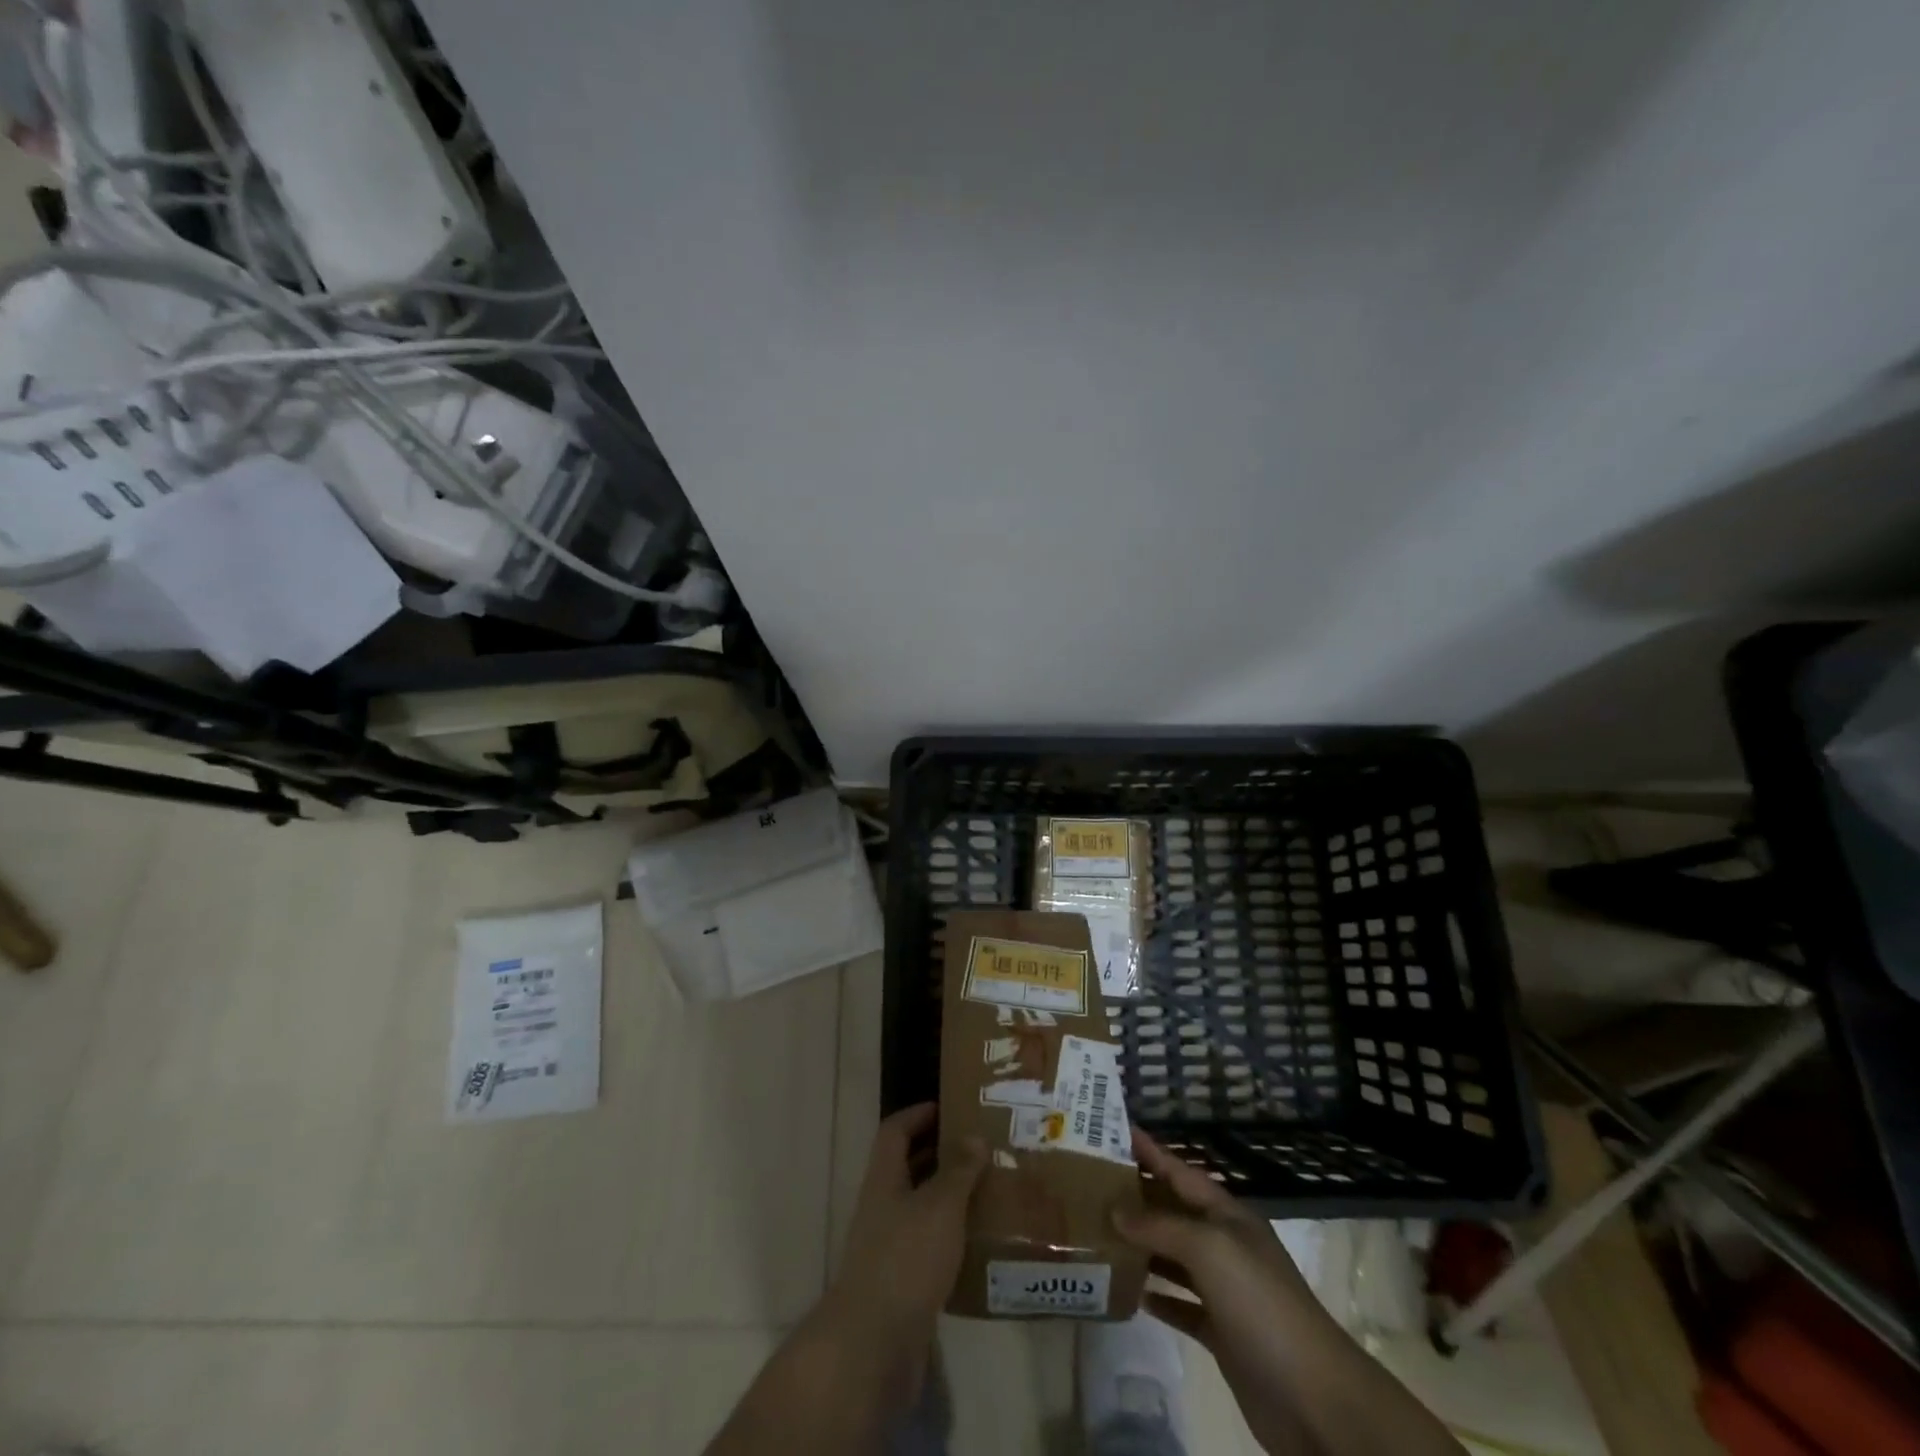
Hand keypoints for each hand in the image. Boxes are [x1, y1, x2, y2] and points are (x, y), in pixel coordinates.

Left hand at [816, 1104, 986, 1399]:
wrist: (874, 1346)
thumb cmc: (906, 1259)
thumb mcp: (940, 1206)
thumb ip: (958, 1170)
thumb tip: (973, 1136)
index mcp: (884, 1180)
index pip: (895, 1132)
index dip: (918, 1115)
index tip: (948, 1107)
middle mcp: (882, 1208)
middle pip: (908, 1169)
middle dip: (941, 1155)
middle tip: (980, 1148)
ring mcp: (888, 1248)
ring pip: (921, 1210)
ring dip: (950, 1199)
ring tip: (989, 1191)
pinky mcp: (901, 1285)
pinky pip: (929, 1248)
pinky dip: (952, 1240)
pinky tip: (980, 1244)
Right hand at [1115, 1129, 1462, 1455]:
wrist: (1315, 1399)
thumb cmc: (1261, 1305)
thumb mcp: (1209, 1250)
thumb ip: (1160, 1226)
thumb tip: (1115, 1209)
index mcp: (1227, 1215)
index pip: (1180, 1171)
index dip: (1149, 1151)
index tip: (1111, 1131)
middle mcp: (1224, 1245)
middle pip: (1173, 1211)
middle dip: (1136, 1197)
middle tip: (1088, 1184)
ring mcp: (1224, 1291)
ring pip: (1172, 1257)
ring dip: (1140, 1246)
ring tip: (1097, 1233)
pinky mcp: (1221, 1333)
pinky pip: (1179, 1304)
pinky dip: (1155, 1296)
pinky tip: (1127, 1292)